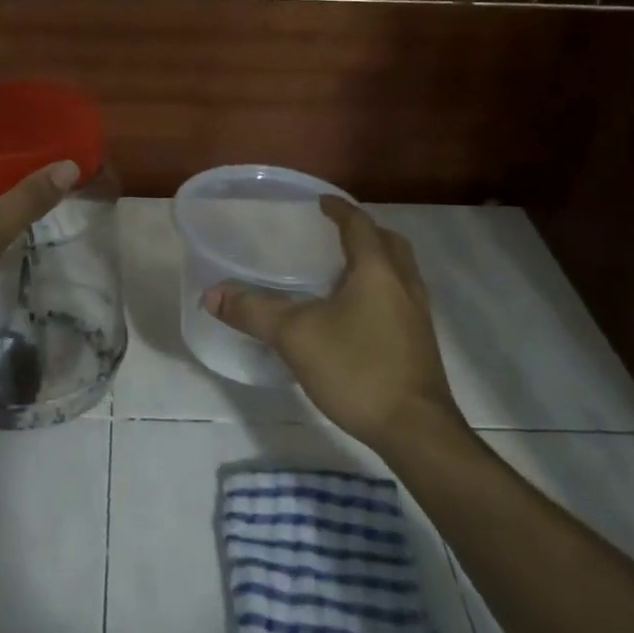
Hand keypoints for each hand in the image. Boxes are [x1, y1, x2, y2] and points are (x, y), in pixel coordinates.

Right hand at [203, 198, 467, 455]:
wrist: (416, 431)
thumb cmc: (357, 370)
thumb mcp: (295, 337)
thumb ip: (253, 312)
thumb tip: (212, 295)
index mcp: (376, 270)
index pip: (358, 224)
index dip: (338, 209)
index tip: (320, 201)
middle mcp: (404, 284)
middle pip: (388, 242)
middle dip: (363, 232)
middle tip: (333, 233)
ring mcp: (418, 314)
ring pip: (399, 271)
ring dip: (375, 260)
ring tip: (342, 271)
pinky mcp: (421, 342)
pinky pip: (401, 297)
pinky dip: (381, 289)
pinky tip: (356, 313)